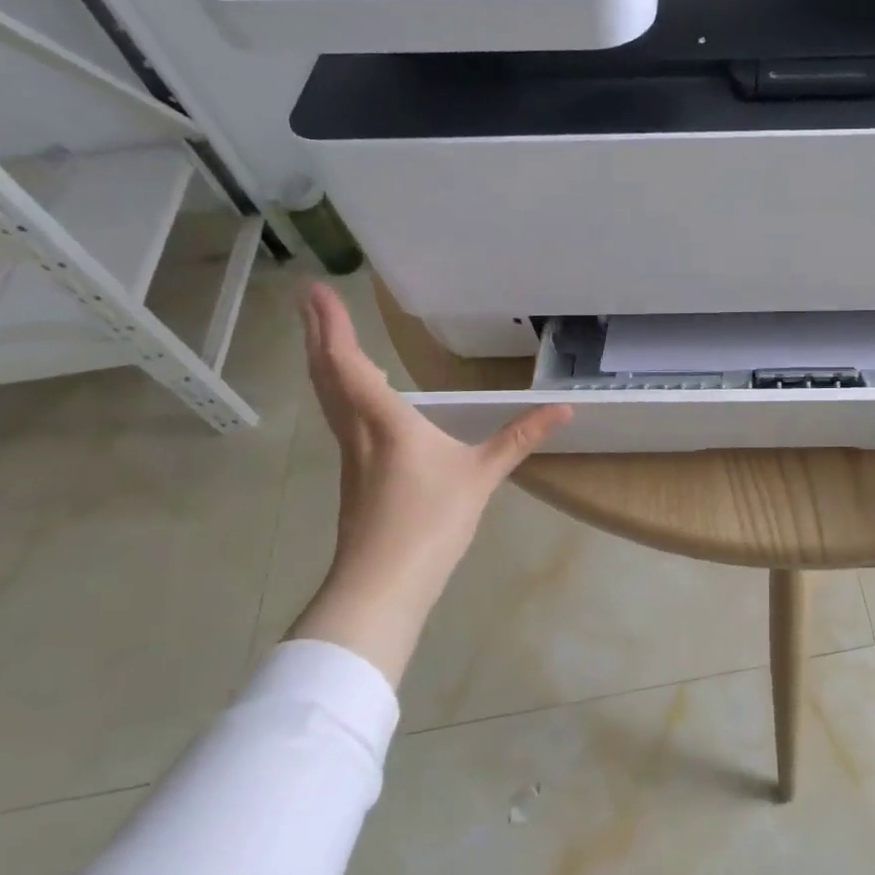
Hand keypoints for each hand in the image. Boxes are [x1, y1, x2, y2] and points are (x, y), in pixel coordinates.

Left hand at [289, 282, 570, 682]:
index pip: (351, 364)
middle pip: (328, 374)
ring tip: (324, 335)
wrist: (381, 584)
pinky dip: (339, 390)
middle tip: (309, 298)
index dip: (332, 326)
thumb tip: (564, 408)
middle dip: (317, 334)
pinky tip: (355, 395)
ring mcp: (350, 455)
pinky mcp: (354, 475)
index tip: (317, 290)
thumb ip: (520, 438)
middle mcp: (357, 431)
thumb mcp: (482, 475)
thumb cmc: (430, 522)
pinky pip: (340, 417)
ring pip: (328, 397)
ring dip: (323, 360)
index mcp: (385, 422)